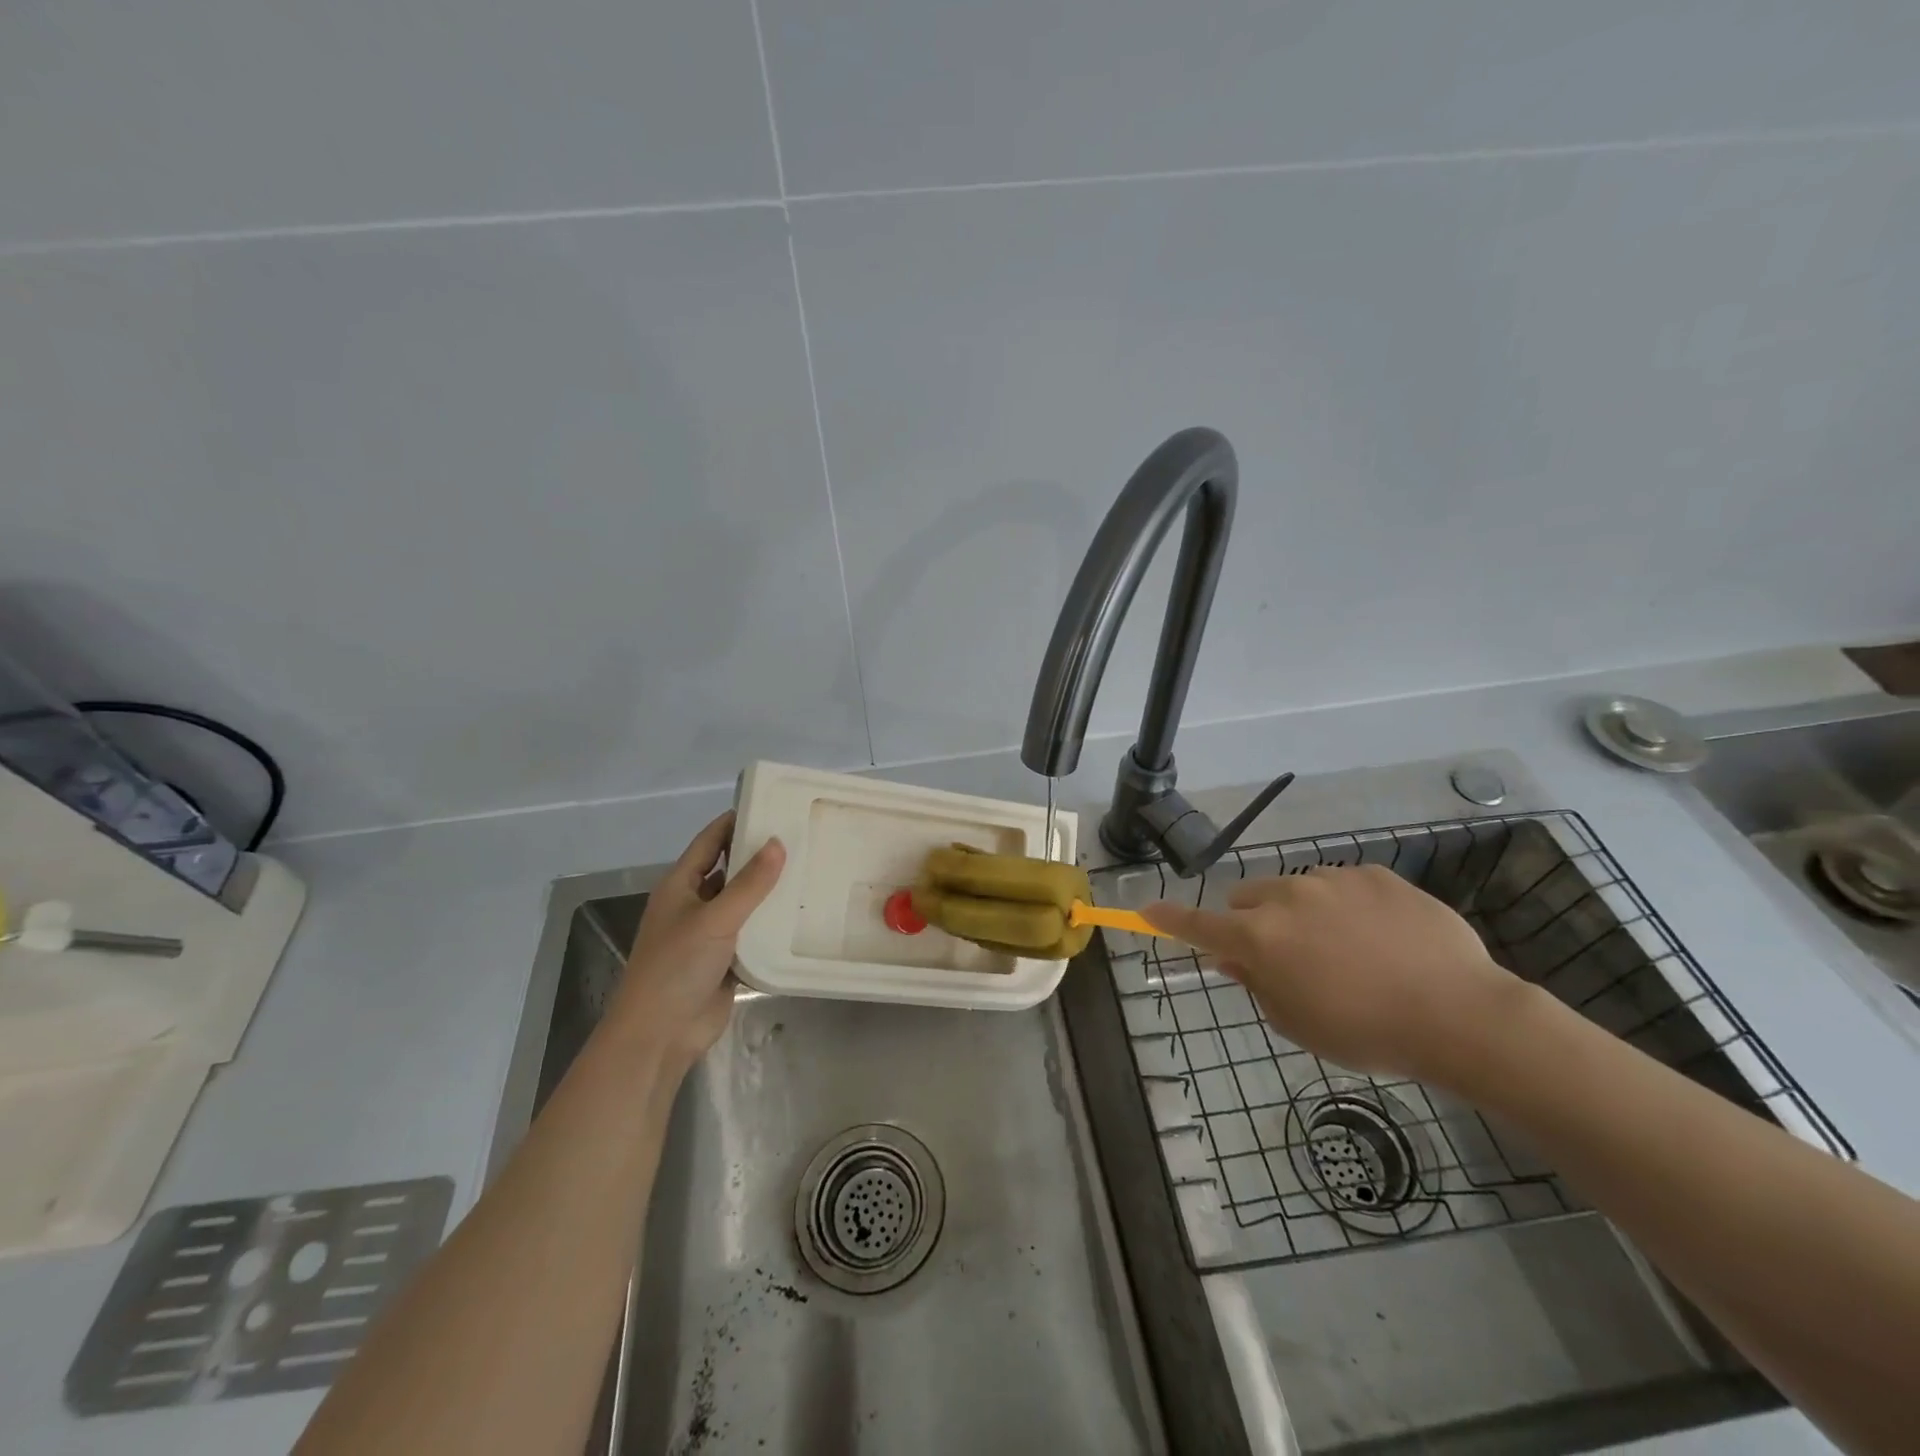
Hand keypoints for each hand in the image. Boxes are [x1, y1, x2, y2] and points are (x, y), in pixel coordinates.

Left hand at [606, 811, 784, 1072]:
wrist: (661, 1034)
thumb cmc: (677, 966)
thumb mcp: (715, 919)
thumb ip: (749, 883)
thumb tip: (778, 843)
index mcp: (680, 886)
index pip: (710, 842)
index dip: (734, 822)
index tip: (769, 804)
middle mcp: (693, 904)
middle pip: (728, 870)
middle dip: (758, 855)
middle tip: (800, 836)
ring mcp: (709, 934)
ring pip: (743, 902)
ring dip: (768, 890)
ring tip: (809, 869)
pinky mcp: (726, 960)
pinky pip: (752, 932)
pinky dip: (771, 923)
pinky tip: (800, 913)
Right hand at [1145, 865, 1525, 1082]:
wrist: (1458, 1014)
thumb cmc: (1366, 1031)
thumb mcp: (1298, 1023)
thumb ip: (1256, 985)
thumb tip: (1233, 958)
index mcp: (1260, 938)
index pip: (1198, 924)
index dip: (1169, 919)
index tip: (1146, 911)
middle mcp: (1286, 897)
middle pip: (1246, 898)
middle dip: (1252, 921)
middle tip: (1284, 955)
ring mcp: (1332, 880)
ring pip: (1294, 889)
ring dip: (1300, 913)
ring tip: (1346, 950)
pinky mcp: (1373, 874)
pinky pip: (1342, 885)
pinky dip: (1345, 906)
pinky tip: (1382, 938)